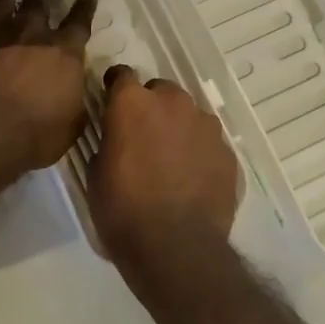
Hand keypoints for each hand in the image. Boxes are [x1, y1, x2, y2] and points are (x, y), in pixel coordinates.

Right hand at [88, 65, 240, 282]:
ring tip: (171, 160)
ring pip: (188, 114)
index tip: (111, 104)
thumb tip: (117, 136)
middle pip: (160, 91)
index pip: (121, 75)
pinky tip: (192, 179)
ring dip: (178, 128)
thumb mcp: (96, 173)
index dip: (115, 88)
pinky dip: (198, 152)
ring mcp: (205, 126)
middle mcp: (173, 103)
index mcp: (133, 103)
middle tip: (142, 137)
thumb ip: (109, 141)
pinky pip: (208, 142)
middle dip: (151, 107)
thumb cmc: (123, 210)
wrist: (176, 248)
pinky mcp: (227, 151)